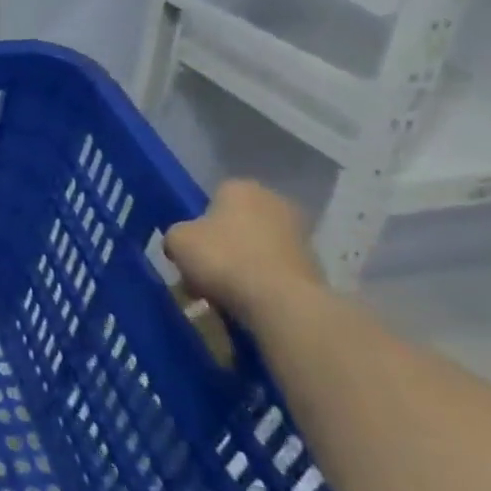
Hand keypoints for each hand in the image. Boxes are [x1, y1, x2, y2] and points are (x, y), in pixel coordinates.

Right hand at [164, 180, 327, 327]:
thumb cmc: (222, 258)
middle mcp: (275, 203)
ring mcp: (300, 235)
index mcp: (242, 188)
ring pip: (255, 248)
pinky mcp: (313, 266)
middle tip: (202, 269)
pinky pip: (273, 270)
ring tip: (219, 291)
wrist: (280, 302)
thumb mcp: (177, 240)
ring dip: (239, 264)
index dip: (198, 222)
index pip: (213, 197)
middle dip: (221, 244)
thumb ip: (176, 235)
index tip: (190, 246)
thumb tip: (183, 244)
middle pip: (236, 223)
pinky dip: (259, 282)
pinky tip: (243, 300)